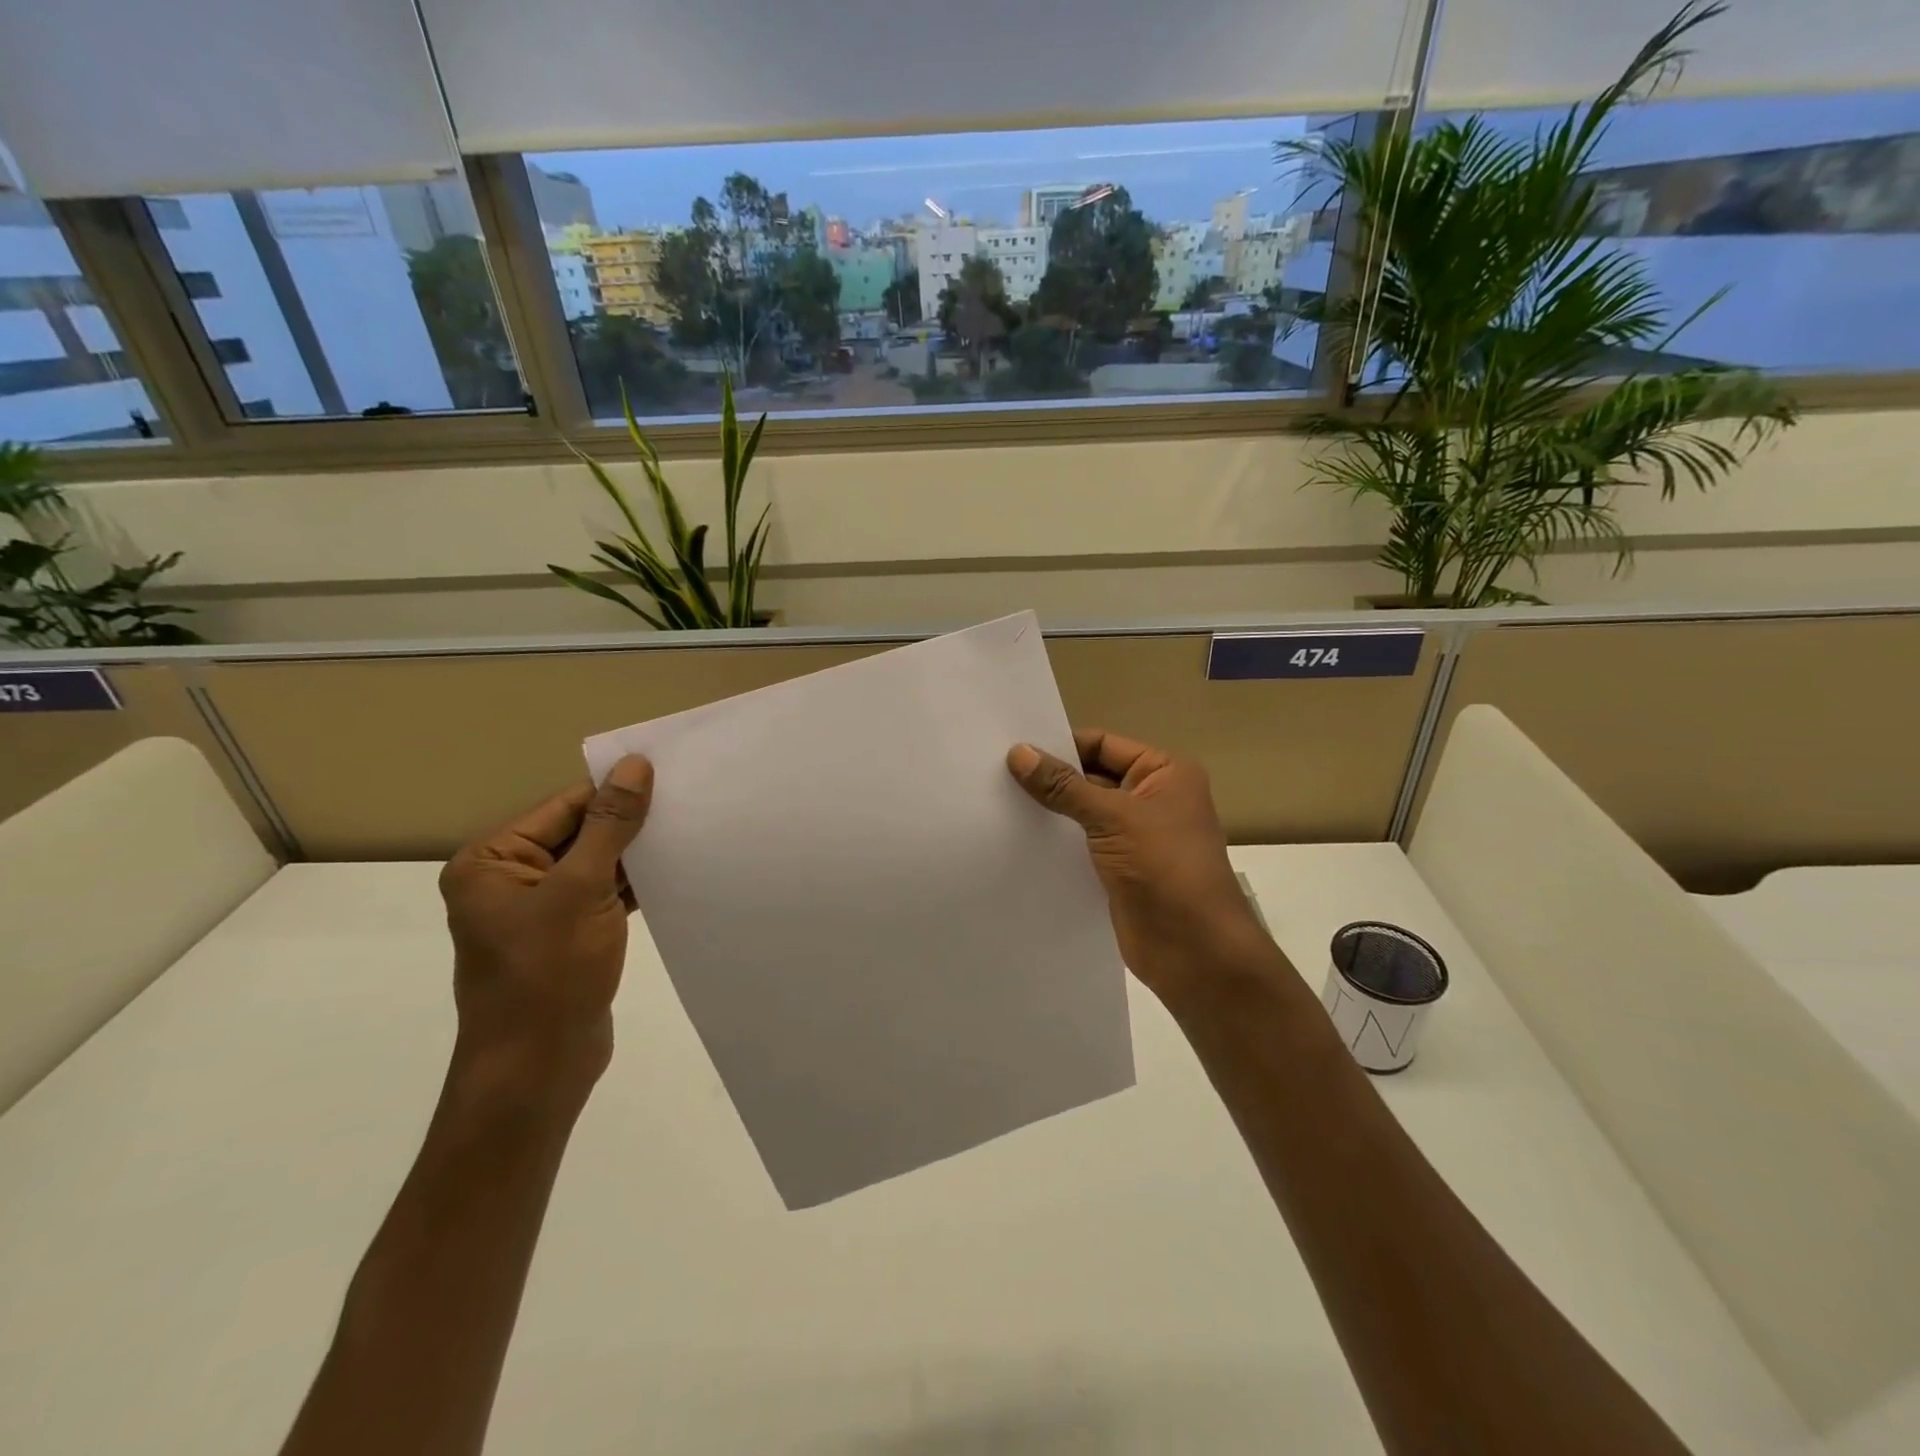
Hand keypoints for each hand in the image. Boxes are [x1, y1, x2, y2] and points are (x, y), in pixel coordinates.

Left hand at [437, 756, 654, 1113]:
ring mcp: (540, 909)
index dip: (615, 791)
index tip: (671, 776)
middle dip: (630, 822)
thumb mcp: (581, 890)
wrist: (537, 1071)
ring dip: (637, 853)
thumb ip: (610, 826)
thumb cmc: (547, 975)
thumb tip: (633, 765)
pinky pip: (603, 893)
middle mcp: (509, 879)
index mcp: (492, 861)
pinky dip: (635, 883)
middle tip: (688, 801)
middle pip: (580, 832)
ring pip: (596, 863)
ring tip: (690, 830)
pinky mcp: (568, 934)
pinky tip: (675, 870)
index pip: (564, 806)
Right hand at [1008, 730, 1269, 1002]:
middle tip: (995, 774)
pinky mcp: (1120, 868)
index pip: (1103, 745)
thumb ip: (1063, 786)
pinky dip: (1056, 841)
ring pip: (1084, 813)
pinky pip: (1082, 844)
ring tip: (998, 803)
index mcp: (1164, 773)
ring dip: (1050, 811)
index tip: (1012, 749)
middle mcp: (1152, 798)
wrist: (1194, 950)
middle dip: (1050, 778)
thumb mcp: (1113, 818)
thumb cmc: (1164, 868)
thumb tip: (1018, 753)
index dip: (1061, 746)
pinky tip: (1019, 838)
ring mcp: (1136, 835)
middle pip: (1091, 776)